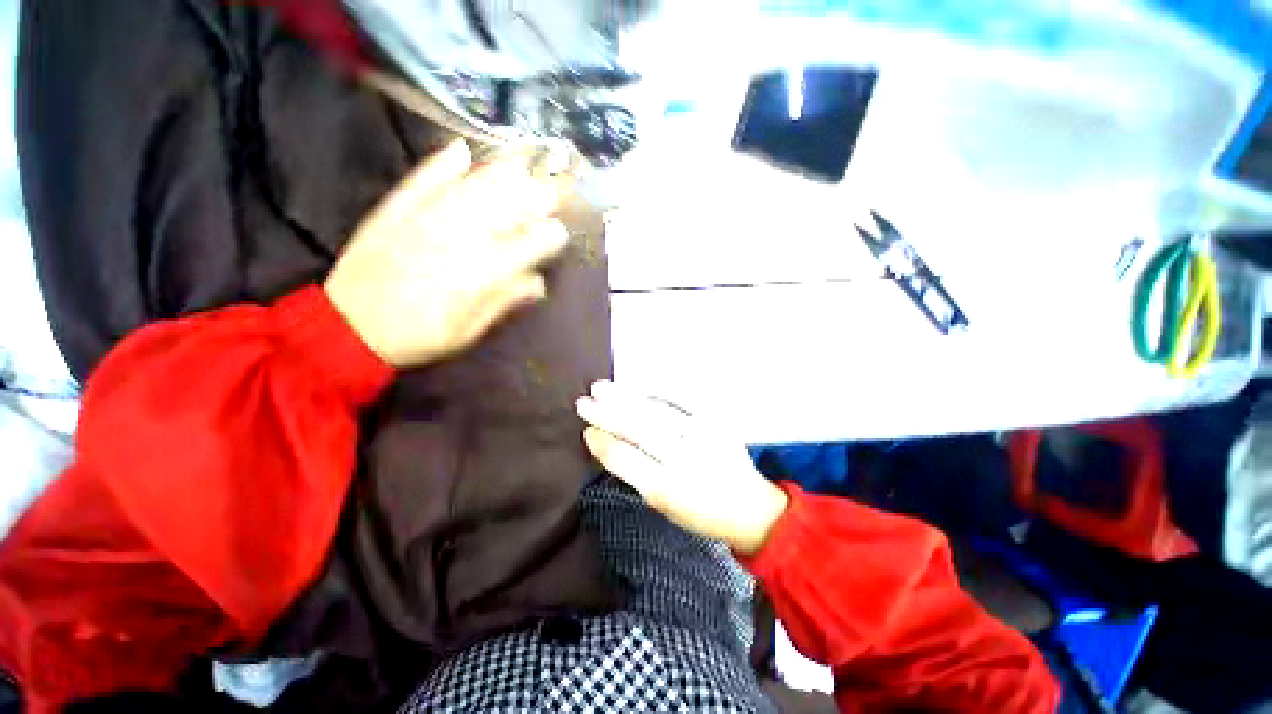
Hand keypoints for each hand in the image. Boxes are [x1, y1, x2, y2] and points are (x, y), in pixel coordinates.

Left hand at [324, 140, 570, 367]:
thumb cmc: (419, 336)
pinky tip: (462, 148)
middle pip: (504, 209)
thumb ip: (503, 302)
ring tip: (524, 162)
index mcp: (478, 273)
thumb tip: (538, 283)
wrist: (349, 327)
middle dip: (534, 197)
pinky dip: (442, 163)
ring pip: (470, 188)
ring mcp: (423, 219)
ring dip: (500, 174)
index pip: (525, 247)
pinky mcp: (395, 210)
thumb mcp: (469, 331)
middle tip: (555, 189)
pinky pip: (422, 180)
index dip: (548, 237)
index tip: (561, 231)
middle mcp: (457, 239)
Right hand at [576, 381, 788, 554]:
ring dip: (626, 398)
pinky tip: (637, 388)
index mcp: (668, 489)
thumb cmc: (699, 511)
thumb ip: (634, 474)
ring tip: (602, 388)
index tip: (586, 430)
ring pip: (655, 411)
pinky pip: (680, 401)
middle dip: (607, 414)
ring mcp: (702, 436)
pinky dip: (654, 393)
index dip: (603, 443)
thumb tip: (605, 442)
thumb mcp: (663, 506)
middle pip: (638, 430)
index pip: (626, 459)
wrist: (749, 507)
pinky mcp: (715, 421)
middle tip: (583, 402)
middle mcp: (685, 459)